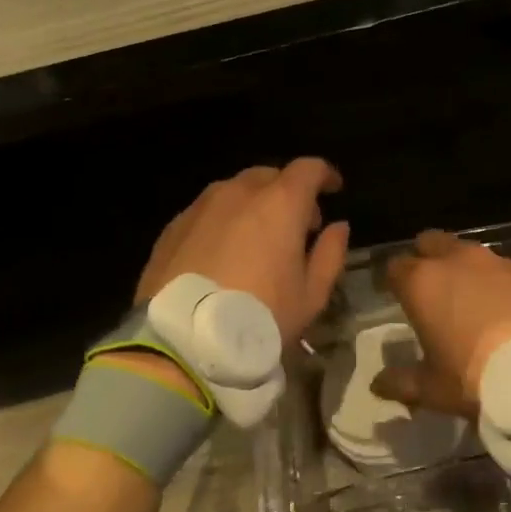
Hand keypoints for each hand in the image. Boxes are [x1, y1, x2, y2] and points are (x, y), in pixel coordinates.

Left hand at [135, 159, 349, 342]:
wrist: (183, 342)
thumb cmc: (260, 317)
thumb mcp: (311, 295)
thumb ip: (330, 254)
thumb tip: (338, 227)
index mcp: (280, 203)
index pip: (308, 169)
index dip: (324, 175)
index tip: (333, 189)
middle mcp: (238, 193)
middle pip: (269, 176)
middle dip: (288, 192)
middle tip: (297, 225)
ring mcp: (200, 207)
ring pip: (234, 191)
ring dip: (253, 205)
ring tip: (257, 239)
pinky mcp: (172, 228)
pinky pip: (206, 212)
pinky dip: (223, 222)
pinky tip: (223, 253)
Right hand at [370, 230, 510, 415]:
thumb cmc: (475, 378)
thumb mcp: (431, 389)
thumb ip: (400, 382)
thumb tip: (378, 383)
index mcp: (422, 282)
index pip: (395, 266)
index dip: (393, 281)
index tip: (395, 296)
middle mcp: (456, 260)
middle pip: (431, 243)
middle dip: (426, 258)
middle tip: (429, 288)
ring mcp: (495, 261)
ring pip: (467, 252)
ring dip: (462, 268)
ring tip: (467, 298)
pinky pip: (500, 268)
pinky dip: (494, 281)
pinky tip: (501, 306)